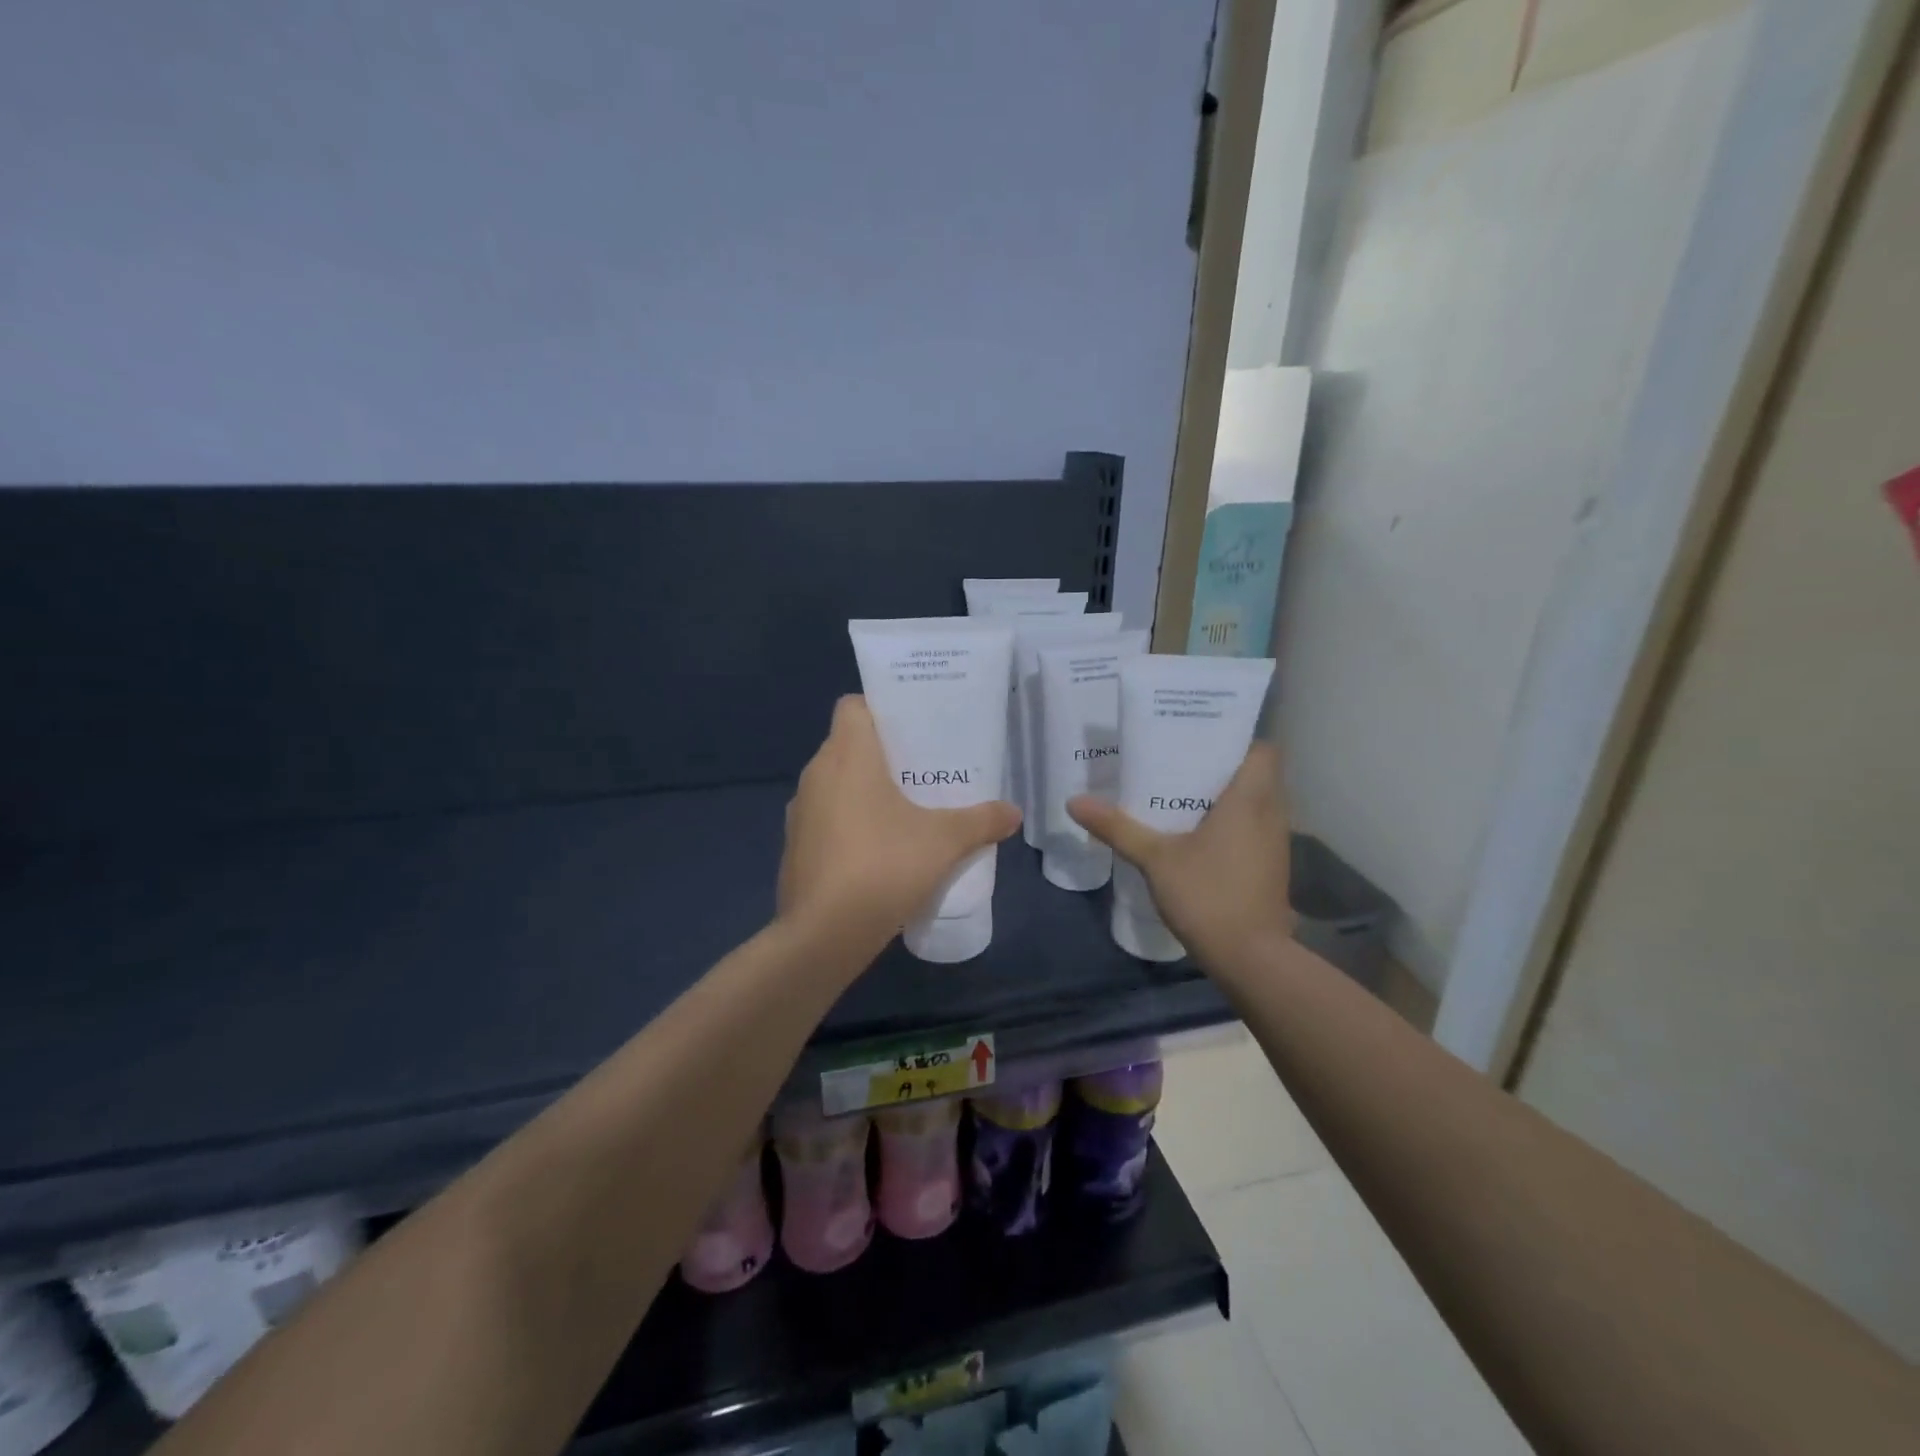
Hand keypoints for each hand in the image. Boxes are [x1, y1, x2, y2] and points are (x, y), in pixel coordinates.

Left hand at [778, 696, 1021, 951]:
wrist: (823, 935)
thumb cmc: (884, 867)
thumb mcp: (944, 842)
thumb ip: (981, 821)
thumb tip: (1014, 813)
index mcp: (847, 756)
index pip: (853, 706)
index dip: (881, 708)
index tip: (913, 726)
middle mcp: (816, 774)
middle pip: (848, 744)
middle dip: (883, 752)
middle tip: (923, 767)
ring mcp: (800, 812)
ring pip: (836, 783)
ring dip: (865, 789)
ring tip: (906, 807)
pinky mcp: (795, 847)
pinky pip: (826, 817)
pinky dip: (849, 821)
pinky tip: (879, 848)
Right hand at [1068, 742, 1294, 962]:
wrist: (1251, 958)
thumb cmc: (1207, 894)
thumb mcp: (1154, 858)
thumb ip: (1117, 827)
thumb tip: (1074, 801)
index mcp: (1250, 800)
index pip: (1264, 750)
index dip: (1237, 739)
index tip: (1202, 738)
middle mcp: (1272, 814)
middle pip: (1259, 774)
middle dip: (1224, 766)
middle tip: (1181, 762)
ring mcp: (1276, 844)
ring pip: (1258, 804)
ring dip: (1229, 797)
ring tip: (1185, 794)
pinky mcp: (1272, 868)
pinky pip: (1255, 829)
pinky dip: (1234, 823)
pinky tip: (1199, 835)